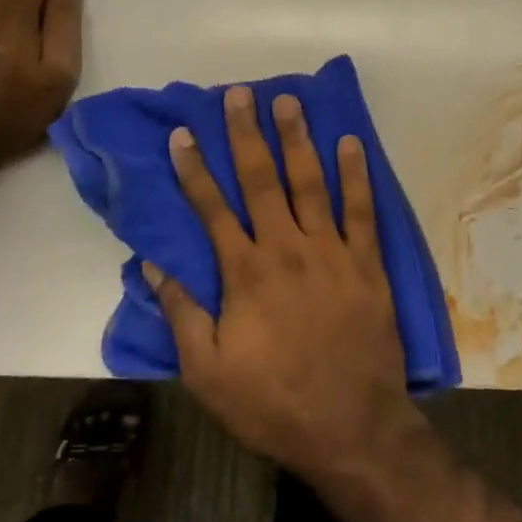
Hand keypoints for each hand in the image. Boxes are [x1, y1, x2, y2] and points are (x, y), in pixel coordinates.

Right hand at [148, 86, 423, 484]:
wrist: (351, 426)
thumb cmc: (273, 402)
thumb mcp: (208, 372)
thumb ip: (182, 314)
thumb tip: (154, 266)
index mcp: (245, 273)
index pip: (212, 208)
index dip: (195, 169)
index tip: (183, 134)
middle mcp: (286, 249)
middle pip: (261, 180)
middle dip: (247, 134)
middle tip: (240, 94)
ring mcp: (331, 251)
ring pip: (310, 182)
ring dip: (297, 139)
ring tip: (288, 100)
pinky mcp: (367, 262)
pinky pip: (361, 209)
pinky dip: (356, 174)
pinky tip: (351, 142)